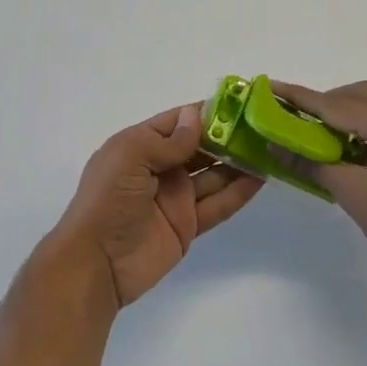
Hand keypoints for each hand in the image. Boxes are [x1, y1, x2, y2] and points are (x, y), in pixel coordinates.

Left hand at [49, 104, 263, 307]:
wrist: (96, 263)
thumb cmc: (107, 201)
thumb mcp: (131, 157)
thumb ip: (168, 140)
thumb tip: (198, 116)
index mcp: (139, 145)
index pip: (178, 121)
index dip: (207, 112)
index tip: (241, 102)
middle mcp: (159, 167)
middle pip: (200, 146)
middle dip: (229, 136)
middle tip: (265, 126)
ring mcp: (175, 197)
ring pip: (214, 174)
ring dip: (239, 162)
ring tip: (271, 148)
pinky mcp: (187, 225)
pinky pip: (217, 204)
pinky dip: (238, 192)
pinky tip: (262, 178)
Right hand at [270, 80, 366, 297]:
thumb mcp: (353, 195)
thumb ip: (312, 164)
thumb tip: (275, 145)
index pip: (337, 105)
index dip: (301, 98)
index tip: (271, 88)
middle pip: (360, 96)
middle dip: (324, 102)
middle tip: (293, 118)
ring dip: (344, 116)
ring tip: (315, 137)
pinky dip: (362, 130)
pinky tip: (346, 152)